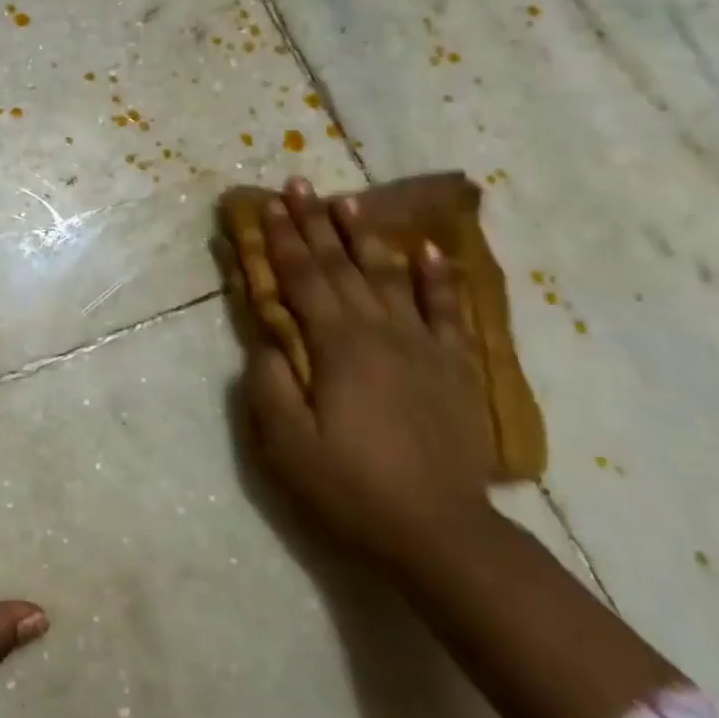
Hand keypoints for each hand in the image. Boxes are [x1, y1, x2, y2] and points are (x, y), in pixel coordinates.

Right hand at [239, 179, 493, 573]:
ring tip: (348, 201)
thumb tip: (266, 339)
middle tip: (297, 184)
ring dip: (365, 235)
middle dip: (314, 222)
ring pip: (388, 275)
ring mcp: (421, 345)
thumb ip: (268, 383)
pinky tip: (429, 250)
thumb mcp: (286, 444)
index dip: (281, 239)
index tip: (266, 204)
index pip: (302, 278)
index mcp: (336, 346)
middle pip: (340, 265)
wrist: (440, 533)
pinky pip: (446, 310)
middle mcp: (379, 331)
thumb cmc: (351, 488)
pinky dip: (438, 277)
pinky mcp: (453, 366)